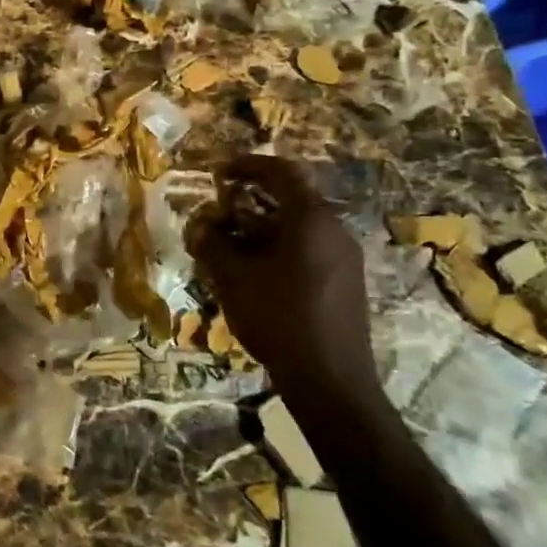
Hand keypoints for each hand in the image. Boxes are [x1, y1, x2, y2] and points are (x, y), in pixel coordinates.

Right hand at [191, 156, 380, 420]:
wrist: (330, 381)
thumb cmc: (278, 318)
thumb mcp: (233, 278)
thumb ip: (212, 243)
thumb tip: (200, 224)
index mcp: (311, 220)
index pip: (282, 172)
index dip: (248, 165)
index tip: (220, 172)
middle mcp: (334, 230)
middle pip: (291, 198)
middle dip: (251, 200)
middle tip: (219, 209)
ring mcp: (344, 258)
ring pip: (298, 226)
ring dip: (262, 226)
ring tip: (229, 243)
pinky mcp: (346, 282)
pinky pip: (308, 248)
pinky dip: (278, 246)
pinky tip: (254, 270)